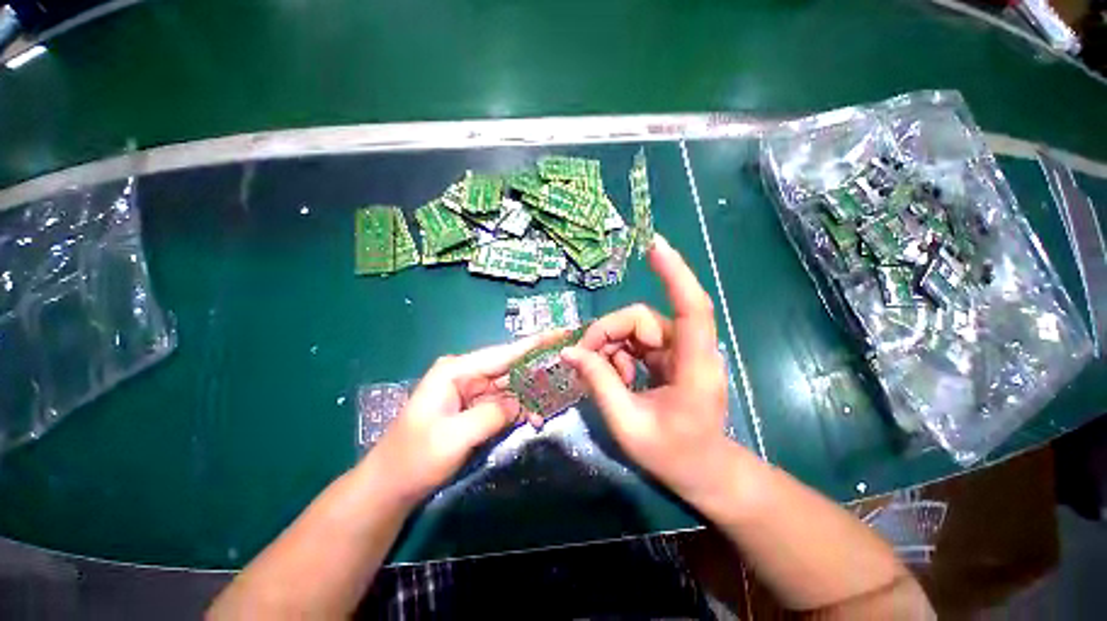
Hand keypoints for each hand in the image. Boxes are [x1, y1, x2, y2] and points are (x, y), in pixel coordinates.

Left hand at [364, 334, 553, 504]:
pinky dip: (520, 410)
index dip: (534, 344)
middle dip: (537, 371)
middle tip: (567, 369)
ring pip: (510, 387)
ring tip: (554, 401)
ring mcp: (471, 392)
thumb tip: (519, 403)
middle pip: (510, 367)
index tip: (560, 334)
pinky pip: (503, 404)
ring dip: (531, 395)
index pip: (503, 353)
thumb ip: (491, 414)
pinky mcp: (474, 409)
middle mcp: (466, 375)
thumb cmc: (414, 459)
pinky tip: (534, 419)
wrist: (390, 487)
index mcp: (457, 370)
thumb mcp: (453, 437)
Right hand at [560, 235, 735, 504]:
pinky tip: (617, 378)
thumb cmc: (674, 456)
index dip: (674, 274)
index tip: (655, 245)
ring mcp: (680, 351)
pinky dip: (619, 355)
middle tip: (584, 360)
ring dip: (612, 348)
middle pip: (642, 319)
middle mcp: (690, 349)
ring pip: (636, 329)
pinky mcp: (670, 357)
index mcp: (693, 365)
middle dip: (607, 334)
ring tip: (604, 378)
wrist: (705, 473)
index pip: (691, 307)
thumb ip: (599, 383)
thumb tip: (570, 352)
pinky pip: (637, 342)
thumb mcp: (627, 424)